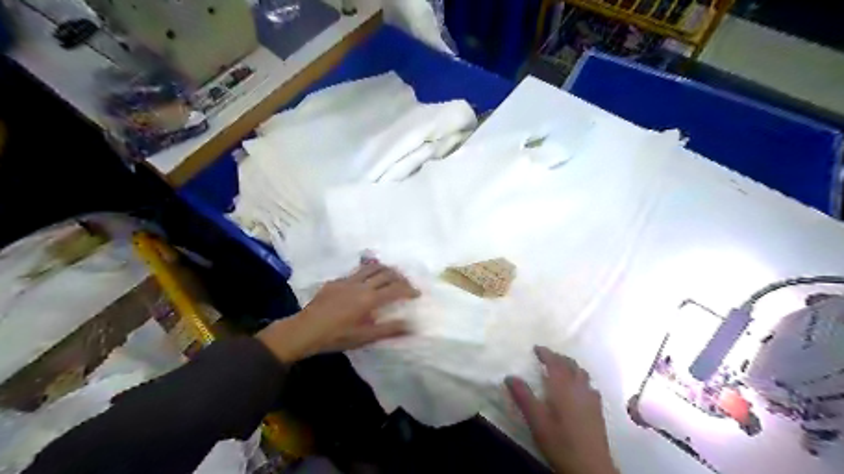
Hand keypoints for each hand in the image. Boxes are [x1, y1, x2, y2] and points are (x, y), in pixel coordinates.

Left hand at [254, 263, 418, 362]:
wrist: (304, 330)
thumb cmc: (336, 336)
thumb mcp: (365, 337)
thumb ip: (389, 330)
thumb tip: (412, 326)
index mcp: (369, 299)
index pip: (395, 289)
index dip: (409, 290)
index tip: (417, 293)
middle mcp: (361, 284)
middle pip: (386, 273)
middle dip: (399, 277)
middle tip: (406, 284)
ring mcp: (347, 280)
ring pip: (371, 267)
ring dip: (385, 270)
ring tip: (391, 275)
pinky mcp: (336, 281)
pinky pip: (357, 272)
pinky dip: (368, 273)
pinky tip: (366, 281)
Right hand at [504, 344, 617, 473]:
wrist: (590, 467)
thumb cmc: (559, 441)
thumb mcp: (536, 419)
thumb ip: (523, 396)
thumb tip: (510, 376)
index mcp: (563, 386)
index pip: (555, 362)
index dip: (546, 353)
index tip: (536, 348)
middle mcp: (579, 387)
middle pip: (570, 365)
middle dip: (558, 357)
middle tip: (547, 356)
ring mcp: (591, 398)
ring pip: (582, 374)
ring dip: (571, 366)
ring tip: (562, 368)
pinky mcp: (597, 410)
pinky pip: (590, 385)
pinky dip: (581, 380)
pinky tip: (578, 389)